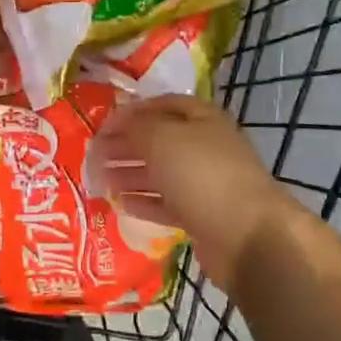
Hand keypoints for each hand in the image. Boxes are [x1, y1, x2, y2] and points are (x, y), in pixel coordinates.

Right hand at [93, 96, 304, 300]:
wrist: (246, 235)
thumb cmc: (202, 174)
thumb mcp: (162, 138)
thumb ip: (136, 128)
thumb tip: (118, 125)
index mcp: (202, 119)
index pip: (162, 105)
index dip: (131, 112)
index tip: (102, 125)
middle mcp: (205, 147)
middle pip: (159, 140)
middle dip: (126, 144)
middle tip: (94, 154)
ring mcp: (205, 183)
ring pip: (161, 173)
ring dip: (130, 174)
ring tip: (100, 179)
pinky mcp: (202, 216)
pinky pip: (166, 203)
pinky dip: (143, 202)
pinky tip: (120, 204)